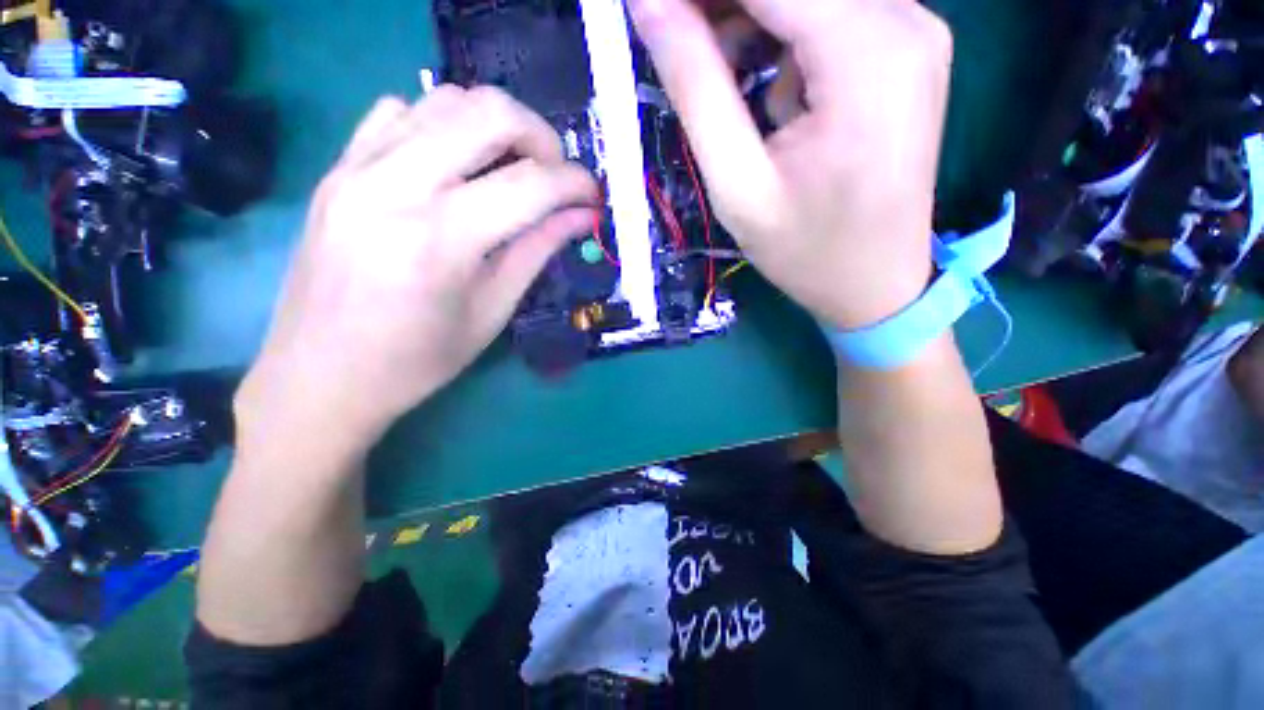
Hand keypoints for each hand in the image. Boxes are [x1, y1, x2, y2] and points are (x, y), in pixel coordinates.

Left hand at [235, 87, 598, 457]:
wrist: (320, 375)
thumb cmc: (417, 361)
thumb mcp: (492, 311)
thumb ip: (537, 252)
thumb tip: (580, 217)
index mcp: (440, 239)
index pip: (529, 185)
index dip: (574, 184)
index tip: (593, 196)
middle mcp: (394, 185)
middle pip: (486, 112)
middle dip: (540, 136)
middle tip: (555, 175)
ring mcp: (356, 168)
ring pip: (443, 99)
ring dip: (494, 126)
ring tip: (511, 168)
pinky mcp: (337, 169)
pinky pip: (398, 113)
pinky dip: (442, 125)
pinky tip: (454, 165)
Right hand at [629, 0, 953, 330]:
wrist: (876, 284)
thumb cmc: (805, 250)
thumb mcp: (738, 184)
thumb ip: (696, 88)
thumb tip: (650, 6)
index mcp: (866, 56)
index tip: (653, 12)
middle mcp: (905, 21)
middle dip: (724, 5)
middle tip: (679, 47)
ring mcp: (914, 31)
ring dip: (751, 20)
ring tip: (720, 80)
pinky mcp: (907, 51)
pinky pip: (832, 15)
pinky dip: (785, 37)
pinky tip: (769, 95)